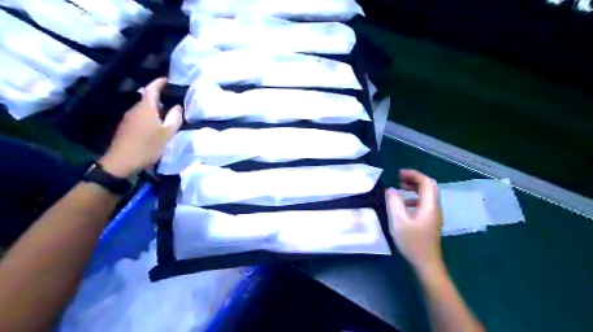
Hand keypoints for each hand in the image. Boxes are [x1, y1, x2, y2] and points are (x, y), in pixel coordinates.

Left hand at [99, 77, 183, 178]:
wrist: (122, 161)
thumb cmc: (147, 145)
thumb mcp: (167, 133)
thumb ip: (174, 118)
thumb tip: (178, 107)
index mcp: (146, 108)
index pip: (152, 89)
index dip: (159, 83)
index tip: (167, 80)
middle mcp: (135, 109)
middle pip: (147, 98)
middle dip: (159, 97)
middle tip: (173, 101)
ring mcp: (129, 118)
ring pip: (144, 108)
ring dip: (155, 108)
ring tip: (168, 115)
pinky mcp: (127, 127)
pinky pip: (140, 116)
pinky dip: (150, 116)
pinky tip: (157, 126)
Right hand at [388, 169, 441, 273]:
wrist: (427, 263)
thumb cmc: (413, 243)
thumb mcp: (399, 222)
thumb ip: (394, 203)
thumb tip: (390, 190)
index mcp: (429, 206)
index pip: (426, 182)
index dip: (413, 175)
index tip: (398, 174)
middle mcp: (434, 207)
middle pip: (429, 186)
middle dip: (414, 179)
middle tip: (399, 179)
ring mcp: (434, 215)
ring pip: (427, 194)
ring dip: (414, 188)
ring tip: (400, 189)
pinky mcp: (430, 221)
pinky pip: (424, 203)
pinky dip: (414, 198)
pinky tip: (404, 206)